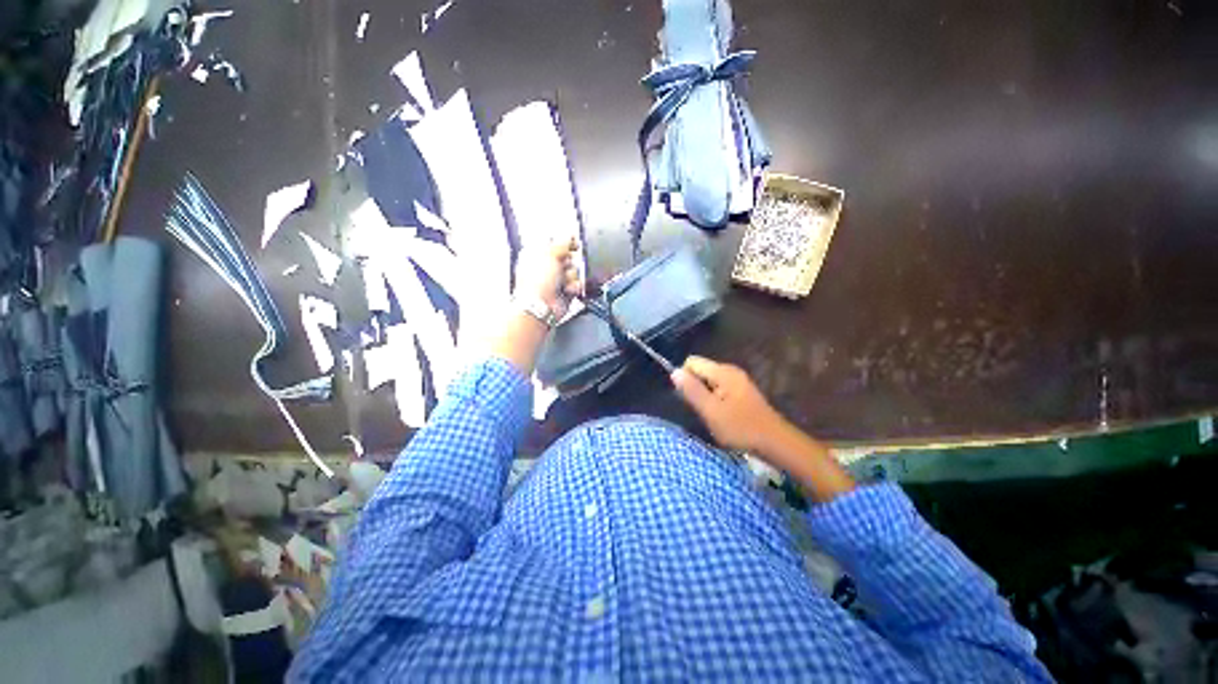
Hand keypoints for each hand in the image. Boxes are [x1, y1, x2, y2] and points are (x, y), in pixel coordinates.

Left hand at [514, 238, 581, 319]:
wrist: (541, 306)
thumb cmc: (536, 281)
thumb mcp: (550, 253)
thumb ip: (563, 242)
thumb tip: (571, 235)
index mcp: (537, 253)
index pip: (555, 242)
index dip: (566, 242)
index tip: (574, 243)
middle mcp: (546, 266)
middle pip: (568, 256)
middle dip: (569, 261)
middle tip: (564, 265)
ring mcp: (556, 279)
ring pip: (574, 270)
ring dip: (571, 275)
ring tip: (564, 282)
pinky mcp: (565, 290)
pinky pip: (577, 283)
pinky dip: (574, 286)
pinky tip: (567, 289)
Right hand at [670, 356, 786, 453]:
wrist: (775, 443)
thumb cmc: (741, 428)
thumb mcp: (711, 411)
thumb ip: (692, 390)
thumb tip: (674, 371)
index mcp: (722, 372)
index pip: (692, 362)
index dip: (685, 379)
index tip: (690, 400)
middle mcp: (730, 370)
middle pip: (700, 370)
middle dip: (695, 388)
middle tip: (702, 410)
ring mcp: (737, 380)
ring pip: (708, 381)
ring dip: (704, 396)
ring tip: (711, 415)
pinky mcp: (742, 391)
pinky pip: (719, 388)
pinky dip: (715, 400)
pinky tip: (721, 415)